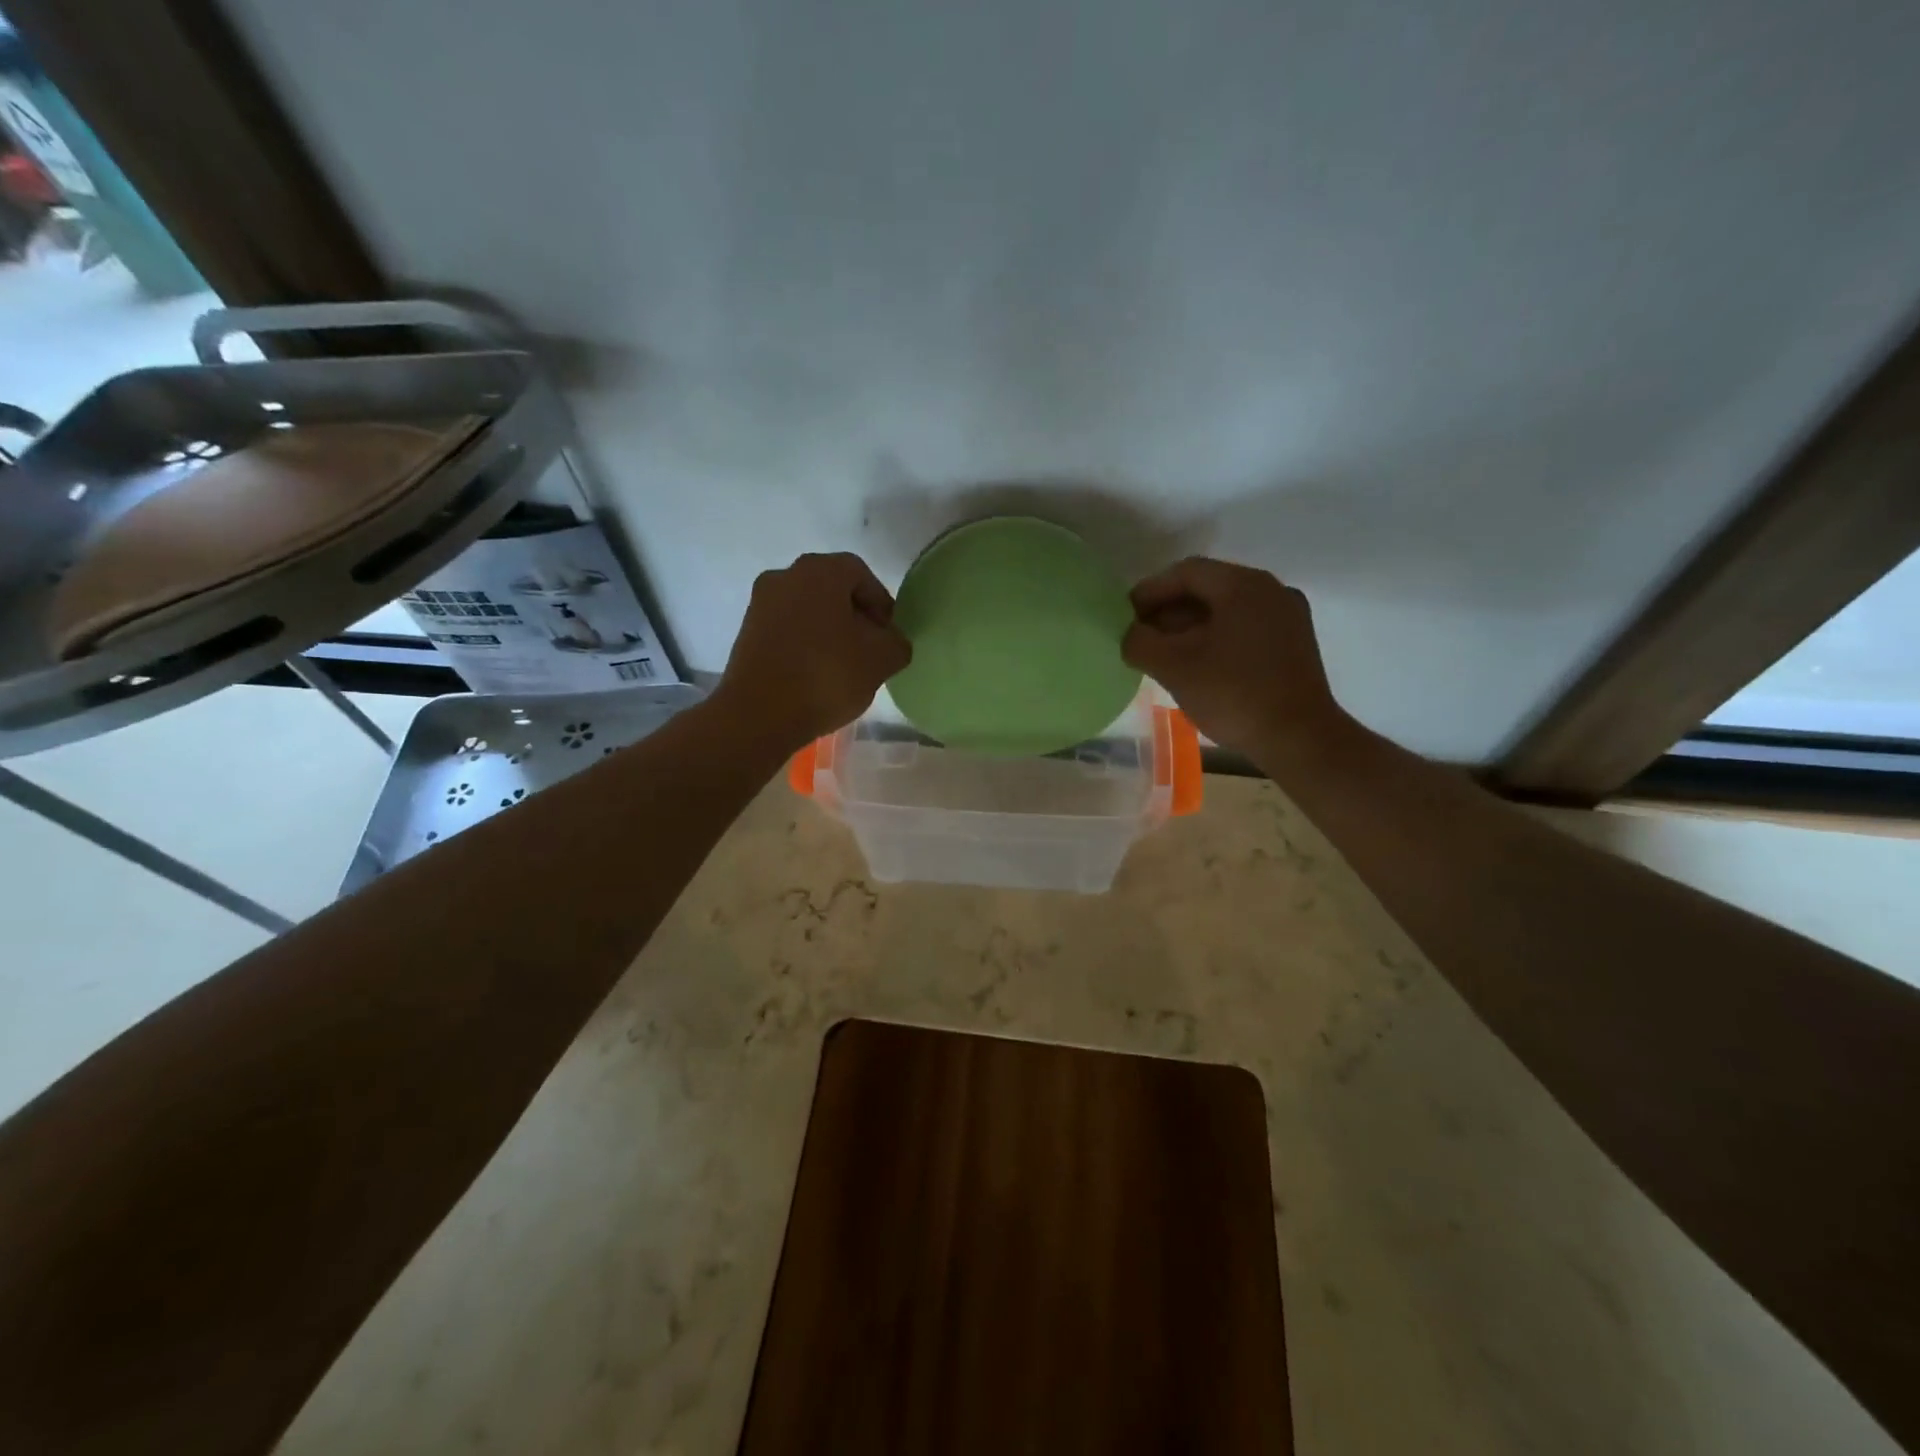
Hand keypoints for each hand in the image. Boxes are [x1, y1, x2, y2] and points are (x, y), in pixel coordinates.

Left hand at [717, 552, 911, 751]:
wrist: (759, 714)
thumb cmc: (826, 675)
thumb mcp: (882, 659)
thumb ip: (897, 643)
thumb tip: (890, 641)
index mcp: (820, 571)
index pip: (861, 574)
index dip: (881, 603)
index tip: (889, 635)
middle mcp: (785, 576)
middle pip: (832, 589)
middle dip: (855, 616)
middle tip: (871, 649)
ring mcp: (760, 604)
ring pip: (808, 610)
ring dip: (829, 631)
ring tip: (844, 666)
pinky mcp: (746, 633)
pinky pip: (787, 630)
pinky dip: (805, 644)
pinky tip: (816, 675)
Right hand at [1122, 557, 1353, 760]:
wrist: (1299, 739)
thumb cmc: (1233, 694)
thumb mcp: (1173, 667)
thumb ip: (1140, 642)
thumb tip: (1131, 634)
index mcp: (1244, 585)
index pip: (1186, 572)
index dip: (1150, 591)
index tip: (1125, 617)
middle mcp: (1271, 590)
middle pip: (1208, 589)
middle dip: (1169, 611)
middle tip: (1141, 637)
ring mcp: (1288, 617)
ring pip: (1226, 610)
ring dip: (1190, 627)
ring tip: (1164, 655)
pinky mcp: (1294, 644)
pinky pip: (1245, 628)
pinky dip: (1215, 638)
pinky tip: (1198, 665)